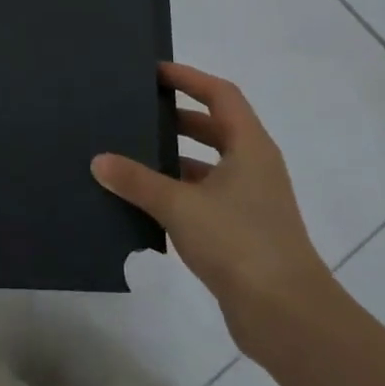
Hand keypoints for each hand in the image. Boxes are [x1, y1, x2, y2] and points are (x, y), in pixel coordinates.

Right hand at [92, 61, 333, 344]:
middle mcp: (253, 167)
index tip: (154, 72)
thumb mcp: (180, 205)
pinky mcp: (241, 232)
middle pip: (214, 128)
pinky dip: (177, 193)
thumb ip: (137, 181)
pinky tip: (144, 202)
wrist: (285, 313)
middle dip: (177, 118)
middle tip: (136, 112)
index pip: (220, 95)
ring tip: (130, 155)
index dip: (189, 78)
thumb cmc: (239, 242)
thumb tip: (99, 161)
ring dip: (174, 159)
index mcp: (250, 147)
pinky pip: (203, 198)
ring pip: (207, 166)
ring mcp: (249, 201)